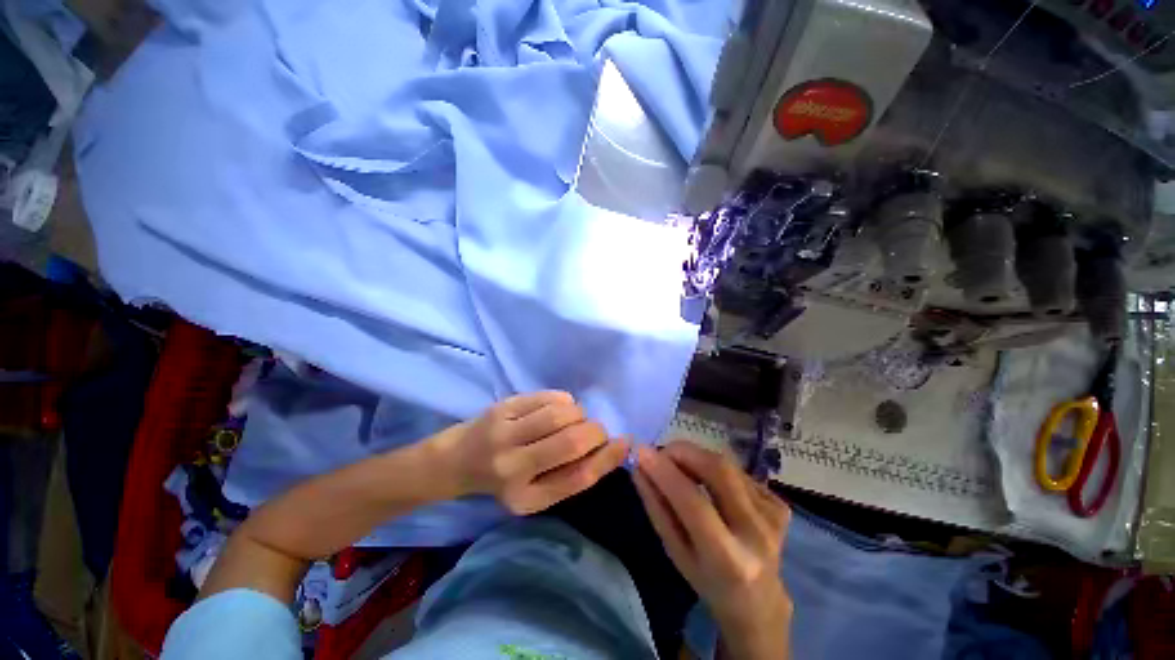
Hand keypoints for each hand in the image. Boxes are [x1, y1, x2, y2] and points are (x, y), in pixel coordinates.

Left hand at [432, 391, 628, 514]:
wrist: (456, 460)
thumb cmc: (502, 481)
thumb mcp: (536, 494)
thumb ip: (571, 476)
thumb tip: (611, 448)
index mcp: (525, 498)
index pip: (578, 477)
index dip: (608, 459)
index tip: (624, 443)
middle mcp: (513, 467)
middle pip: (573, 442)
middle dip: (596, 431)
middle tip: (595, 431)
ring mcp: (505, 432)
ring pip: (563, 413)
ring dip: (579, 414)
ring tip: (572, 420)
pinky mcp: (503, 407)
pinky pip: (550, 397)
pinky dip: (564, 401)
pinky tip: (557, 410)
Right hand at [633, 441, 791, 659]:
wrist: (759, 601)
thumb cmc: (708, 582)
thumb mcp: (675, 553)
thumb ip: (657, 508)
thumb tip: (639, 468)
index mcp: (729, 559)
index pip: (694, 503)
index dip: (666, 473)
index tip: (642, 452)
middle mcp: (758, 533)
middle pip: (718, 471)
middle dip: (684, 453)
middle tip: (662, 453)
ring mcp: (774, 516)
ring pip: (727, 465)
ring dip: (697, 457)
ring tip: (679, 467)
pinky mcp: (780, 504)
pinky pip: (738, 472)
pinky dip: (714, 469)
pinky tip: (709, 484)